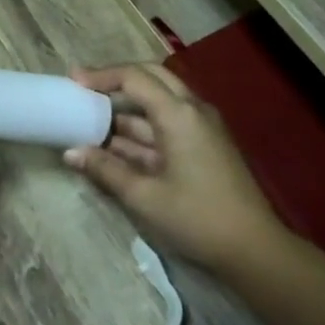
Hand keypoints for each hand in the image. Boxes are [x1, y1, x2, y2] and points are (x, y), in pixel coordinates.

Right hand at [62, 63, 282, 277]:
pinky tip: (116, 144)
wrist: (253, 248)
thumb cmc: (196, 218)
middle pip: (151, 78)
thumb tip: (71, 152)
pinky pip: (168, 123)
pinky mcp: (204, 145)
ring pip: (159, 103)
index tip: (73, 81)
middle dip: (117, 81)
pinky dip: (141, 129)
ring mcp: (201, 128)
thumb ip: (106, 170)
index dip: (102, 76)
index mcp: (179, 115)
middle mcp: (192, 110)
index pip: (135, 78)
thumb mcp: (144, 196)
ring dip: (127, 109)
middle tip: (84, 89)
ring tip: (91, 119)